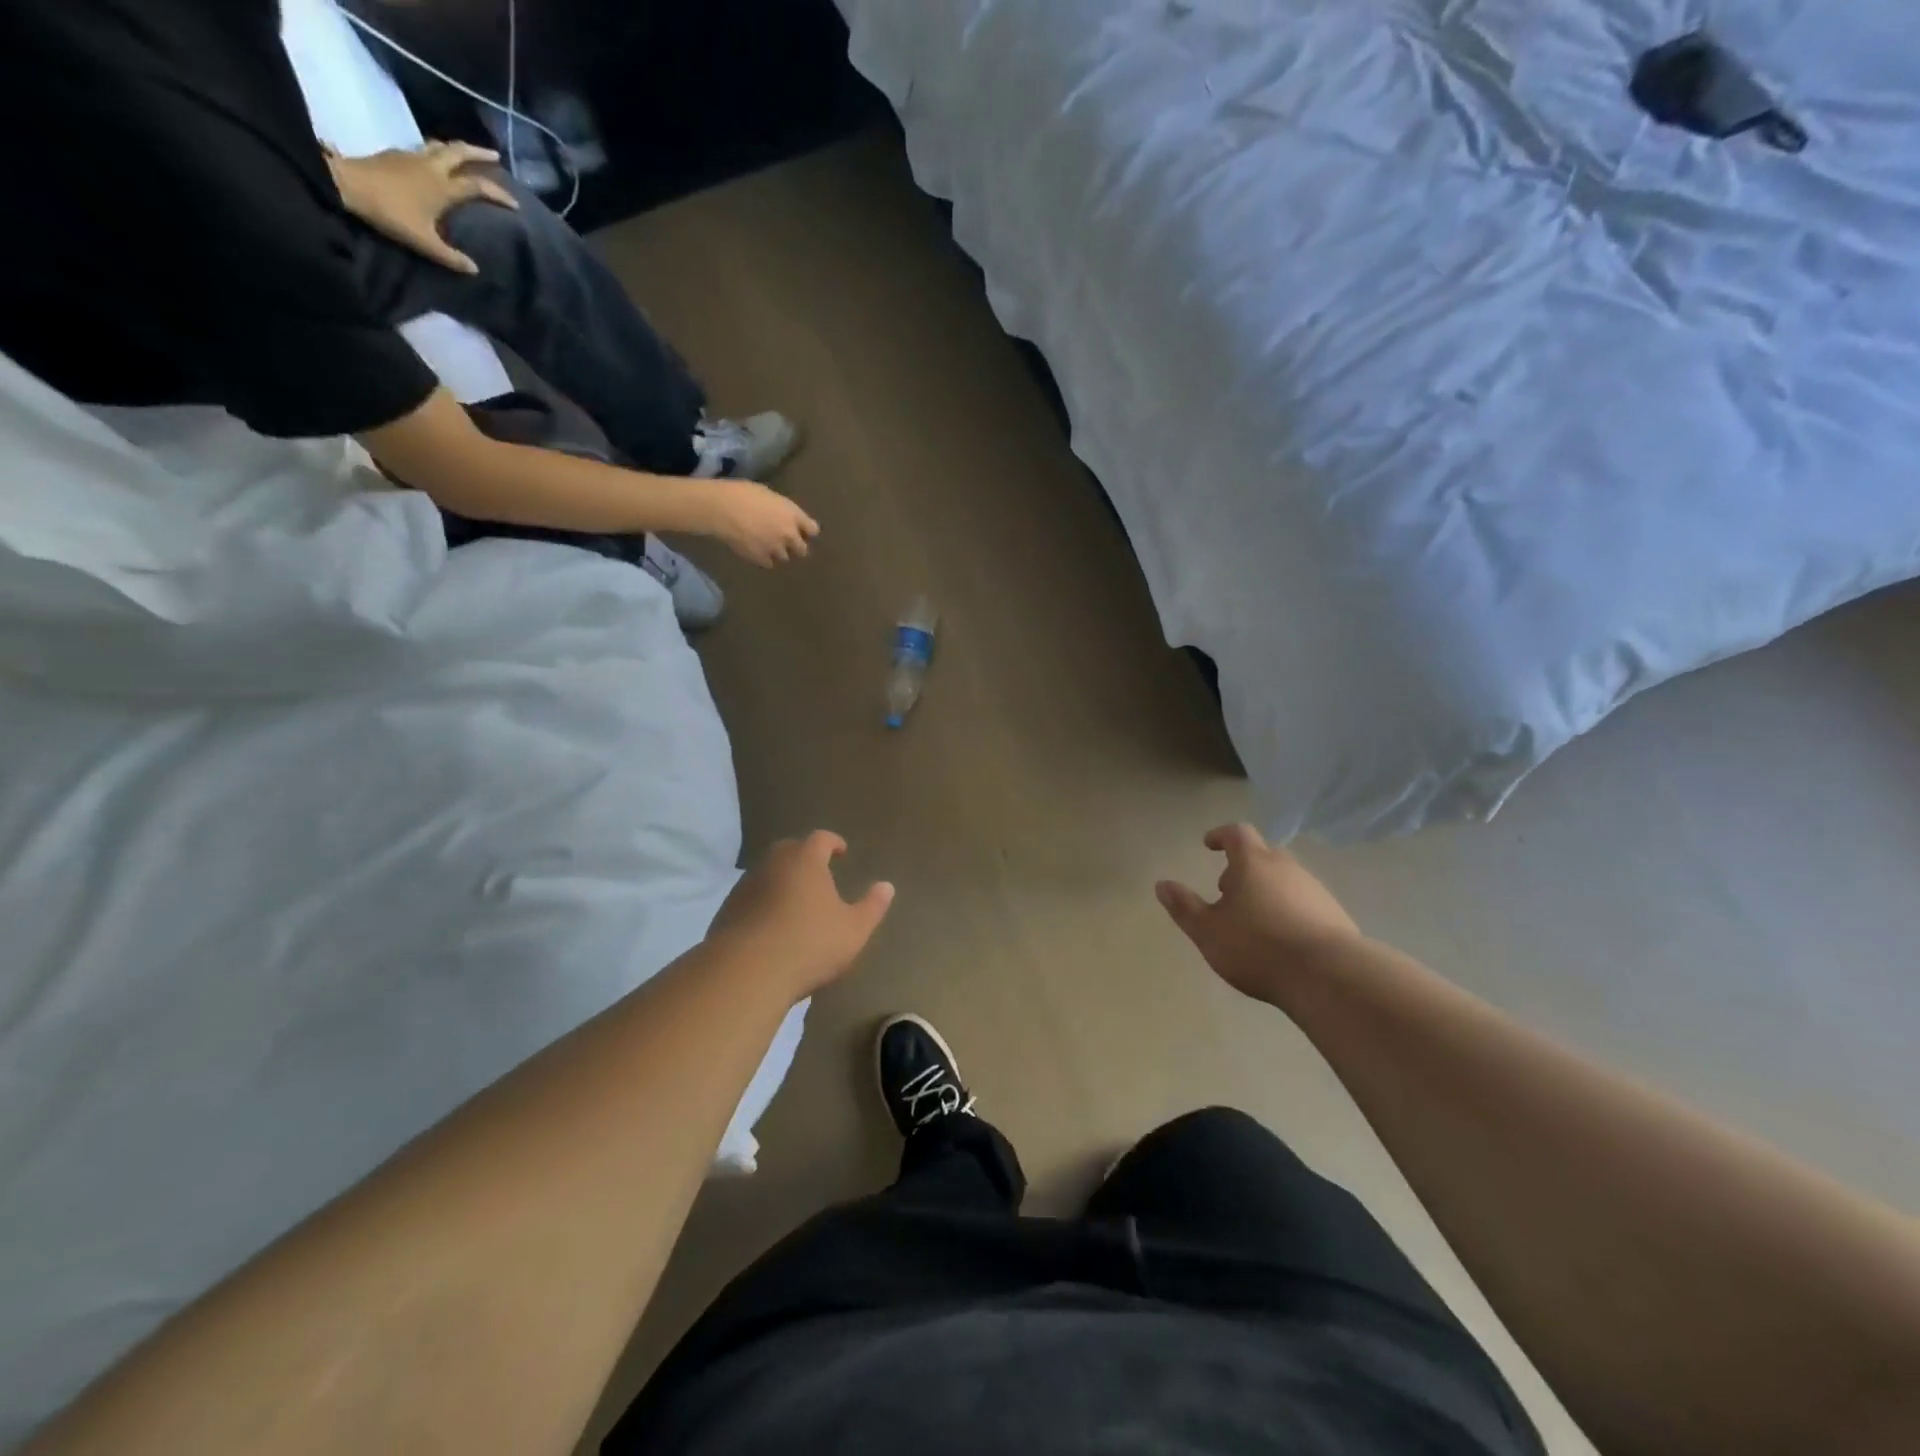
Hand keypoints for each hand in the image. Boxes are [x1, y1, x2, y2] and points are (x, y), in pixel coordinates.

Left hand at [324, 141, 517, 274]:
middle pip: (459, 152)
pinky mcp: (396, 154)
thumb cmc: (390, 212)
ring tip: (467, 155)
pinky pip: (423, 149)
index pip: (478, 186)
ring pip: (440, 146)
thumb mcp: (424, 242)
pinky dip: (436, 152)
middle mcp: (431, 166)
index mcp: (443, 186)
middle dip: (479, 153)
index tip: (515, 204)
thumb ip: (450, 257)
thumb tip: (474, 270)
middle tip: (495, 156)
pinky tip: (435, 161)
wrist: (346, 184)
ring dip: (456, 149)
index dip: (499, 194)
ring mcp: (412, 156)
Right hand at [701, 479, 819, 565]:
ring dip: (779, 553)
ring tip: (767, 547)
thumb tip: (781, 515)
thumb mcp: (768, 495)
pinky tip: (756, 552)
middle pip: (802, 550)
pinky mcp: (762, 559)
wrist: (722, 509)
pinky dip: (764, 559)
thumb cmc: (742, 494)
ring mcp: (776, 549)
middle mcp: (789, 535)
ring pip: (785, 558)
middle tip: (785, 543)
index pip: (813, 530)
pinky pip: (769, 563)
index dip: (807, 531)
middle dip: (796, 547)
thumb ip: (781, 509)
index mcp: (793, 515)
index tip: (802, 531)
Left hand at [708, 832, 894, 996]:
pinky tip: (771, 925)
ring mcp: (745, 886)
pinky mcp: (727, 911)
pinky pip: (750, 898)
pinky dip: (763, 903)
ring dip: (781, 880)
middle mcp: (772, 864)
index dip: (833, 842)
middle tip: (818, 873)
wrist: (746, 973)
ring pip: (767, 873)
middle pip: (790, 850)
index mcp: (805, 860)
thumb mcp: (854, 929)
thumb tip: (887, 886)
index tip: (841, 851)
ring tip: (795, 901)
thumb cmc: (809, 944)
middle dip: (805, 857)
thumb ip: (872, 906)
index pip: (820, 838)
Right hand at [1156, 823, 1361, 999]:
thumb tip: (1161, 884)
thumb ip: (1184, 906)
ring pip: (1286, 880)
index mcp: (1254, 863)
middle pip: (1264, 855)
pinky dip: (1289, 911)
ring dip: (1267, 891)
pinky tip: (1282, 940)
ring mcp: (1315, 891)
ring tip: (1253, 921)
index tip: (1208, 845)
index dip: (1220, 835)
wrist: (1330, 976)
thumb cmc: (1257, 946)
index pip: (1237, 833)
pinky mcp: (1336, 916)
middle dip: (1243, 868)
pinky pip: (1305, 903)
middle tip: (1227, 890)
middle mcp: (1287, 868)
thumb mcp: (1208, 931)